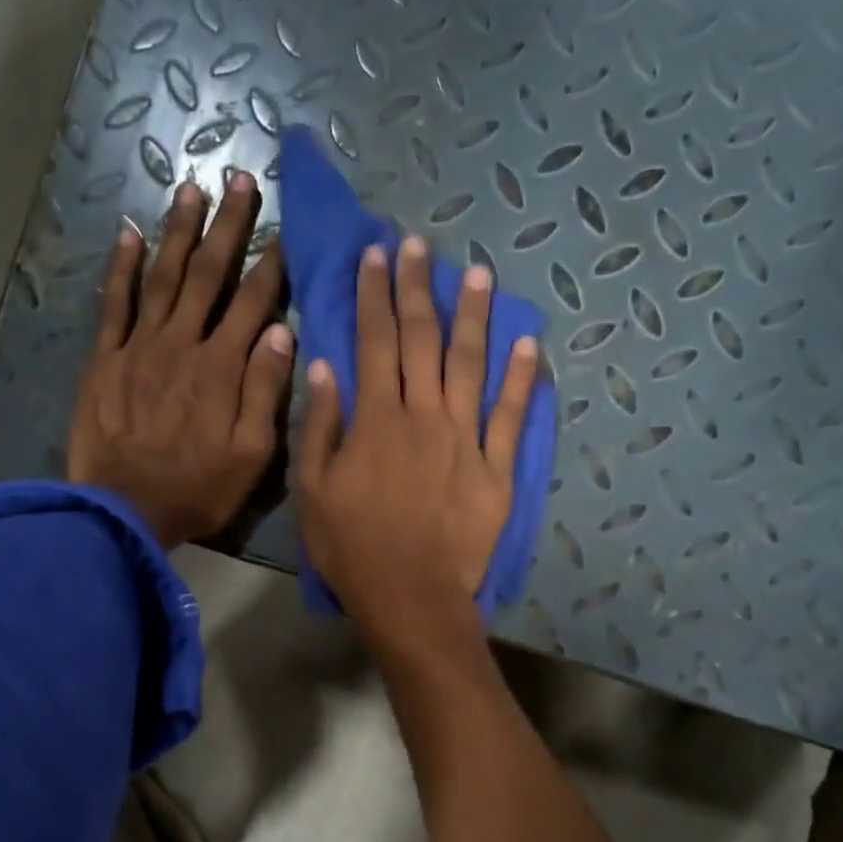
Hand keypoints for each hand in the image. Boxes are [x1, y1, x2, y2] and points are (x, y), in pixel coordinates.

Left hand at [68, 175, 292, 549]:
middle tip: (240, 179)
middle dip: (228, 226)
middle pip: (208, 275)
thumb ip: (265, 391)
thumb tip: (281, 331)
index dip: (270, 265)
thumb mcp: (251, 454)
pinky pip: (114, 302)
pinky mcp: (105, 358)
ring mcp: (139, 346)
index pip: (253, 304)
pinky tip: (128, 232)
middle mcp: (182, 344)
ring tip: (192, 189)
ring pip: (163, 276)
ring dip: (179, 231)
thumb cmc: (197, 488)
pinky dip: (121, 266)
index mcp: (222, 368)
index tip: (284, 230)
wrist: (125, 509)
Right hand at [296, 235, 539, 642]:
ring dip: (475, 317)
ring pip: (472, 365)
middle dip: (418, 288)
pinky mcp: (497, 469)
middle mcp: (424, 416)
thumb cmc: (352, 548)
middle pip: (422, 340)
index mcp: (376, 420)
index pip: (374, 342)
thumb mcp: (313, 490)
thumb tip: (325, 368)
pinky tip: (528, 344)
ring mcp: (466, 440)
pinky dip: (521, 379)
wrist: (410, 596)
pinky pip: (511, 416)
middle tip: (419, 245)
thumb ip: (321, 426)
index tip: (376, 254)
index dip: (374, 294)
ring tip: (479, 275)